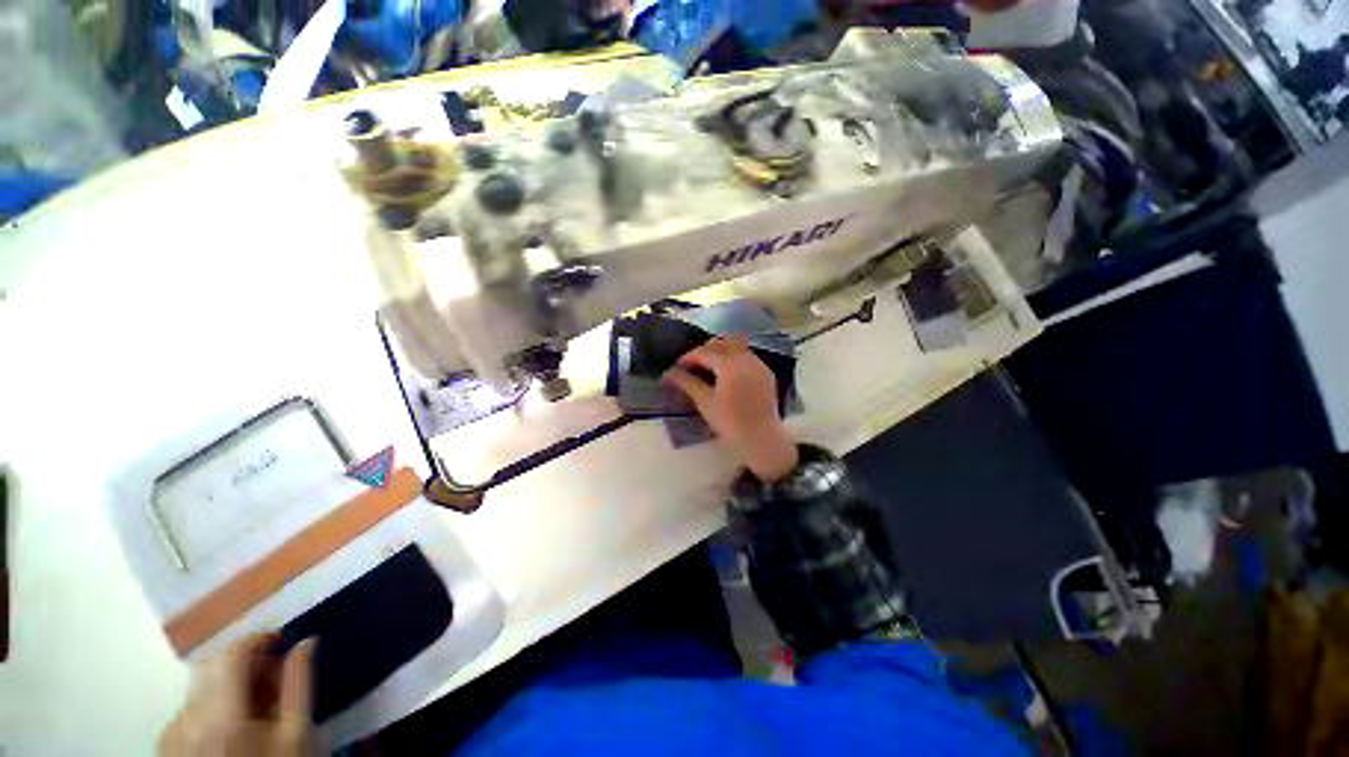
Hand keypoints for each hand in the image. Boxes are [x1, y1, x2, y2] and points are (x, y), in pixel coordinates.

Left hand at [159, 634, 314, 756]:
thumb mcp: (296, 733)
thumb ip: (299, 684)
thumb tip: (305, 641)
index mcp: (221, 715)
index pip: (230, 654)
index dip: (256, 637)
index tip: (280, 638)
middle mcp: (187, 719)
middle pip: (210, 667)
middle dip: (243, 662)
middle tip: (271, 675)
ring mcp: (170, 734)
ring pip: (197, 688)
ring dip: (227, 685)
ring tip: (253, 706)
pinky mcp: (164, 746)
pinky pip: (186, 710)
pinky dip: (209, 707)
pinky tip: (227, 728)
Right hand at [662, 335, 799, 482]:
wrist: (761, 438)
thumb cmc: (729, 422)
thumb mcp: (705, 402)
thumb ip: (687, 383)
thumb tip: (669, 373)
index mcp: (729, 364)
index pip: (705, 352)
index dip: (689, 357)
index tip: (678, 367)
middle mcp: (746, 358)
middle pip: (723, 343)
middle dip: (707, 349)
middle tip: (694, 363)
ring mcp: (759, 365)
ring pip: (738, 347)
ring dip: (723, 352)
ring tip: (711, 367)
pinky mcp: (767, 374)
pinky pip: (749, 358)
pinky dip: (736, 359)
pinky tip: (729, 375)